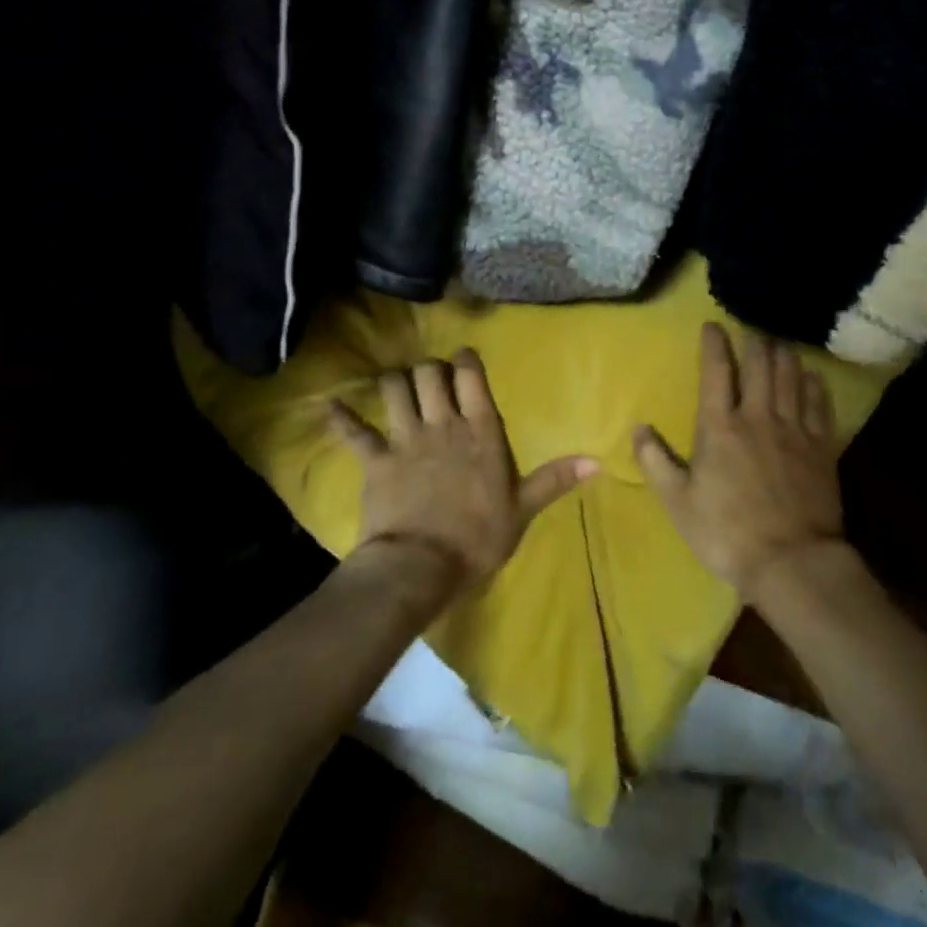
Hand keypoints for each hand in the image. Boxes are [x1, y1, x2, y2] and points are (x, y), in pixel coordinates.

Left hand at [330, 350, 596, 589]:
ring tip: (396, 386)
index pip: (472, 377)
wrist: (420, 568)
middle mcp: (443, 424)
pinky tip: (329, 406)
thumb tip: (598, 462)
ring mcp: (405, 439)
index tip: (463, 358)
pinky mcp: (375, 460)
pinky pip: (353, 432)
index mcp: (481, 431)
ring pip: (394, 389)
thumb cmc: (477, 539)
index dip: (466, 360)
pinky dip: (340, 418)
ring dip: (394, 382)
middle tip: (431, 379)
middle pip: (429, 374)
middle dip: (429, 369)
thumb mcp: (522, 510)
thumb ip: (555, 480)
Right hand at [633, 323, 844, 604]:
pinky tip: (812, 375)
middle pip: (760, 364)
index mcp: (720, 427)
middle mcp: (758, 416)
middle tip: (751, 331)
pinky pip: (819, 403)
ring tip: (779, 344)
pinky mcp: (821, 446)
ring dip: (784, 355)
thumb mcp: (679, 503)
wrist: (791, 562)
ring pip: (791, 376)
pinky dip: (814, 383)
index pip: (716, 371)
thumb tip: (637, 428)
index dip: (714, 343)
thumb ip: (656, 462)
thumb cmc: (727, 534)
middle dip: (754, 342)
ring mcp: (794, 429)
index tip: (713, 325)